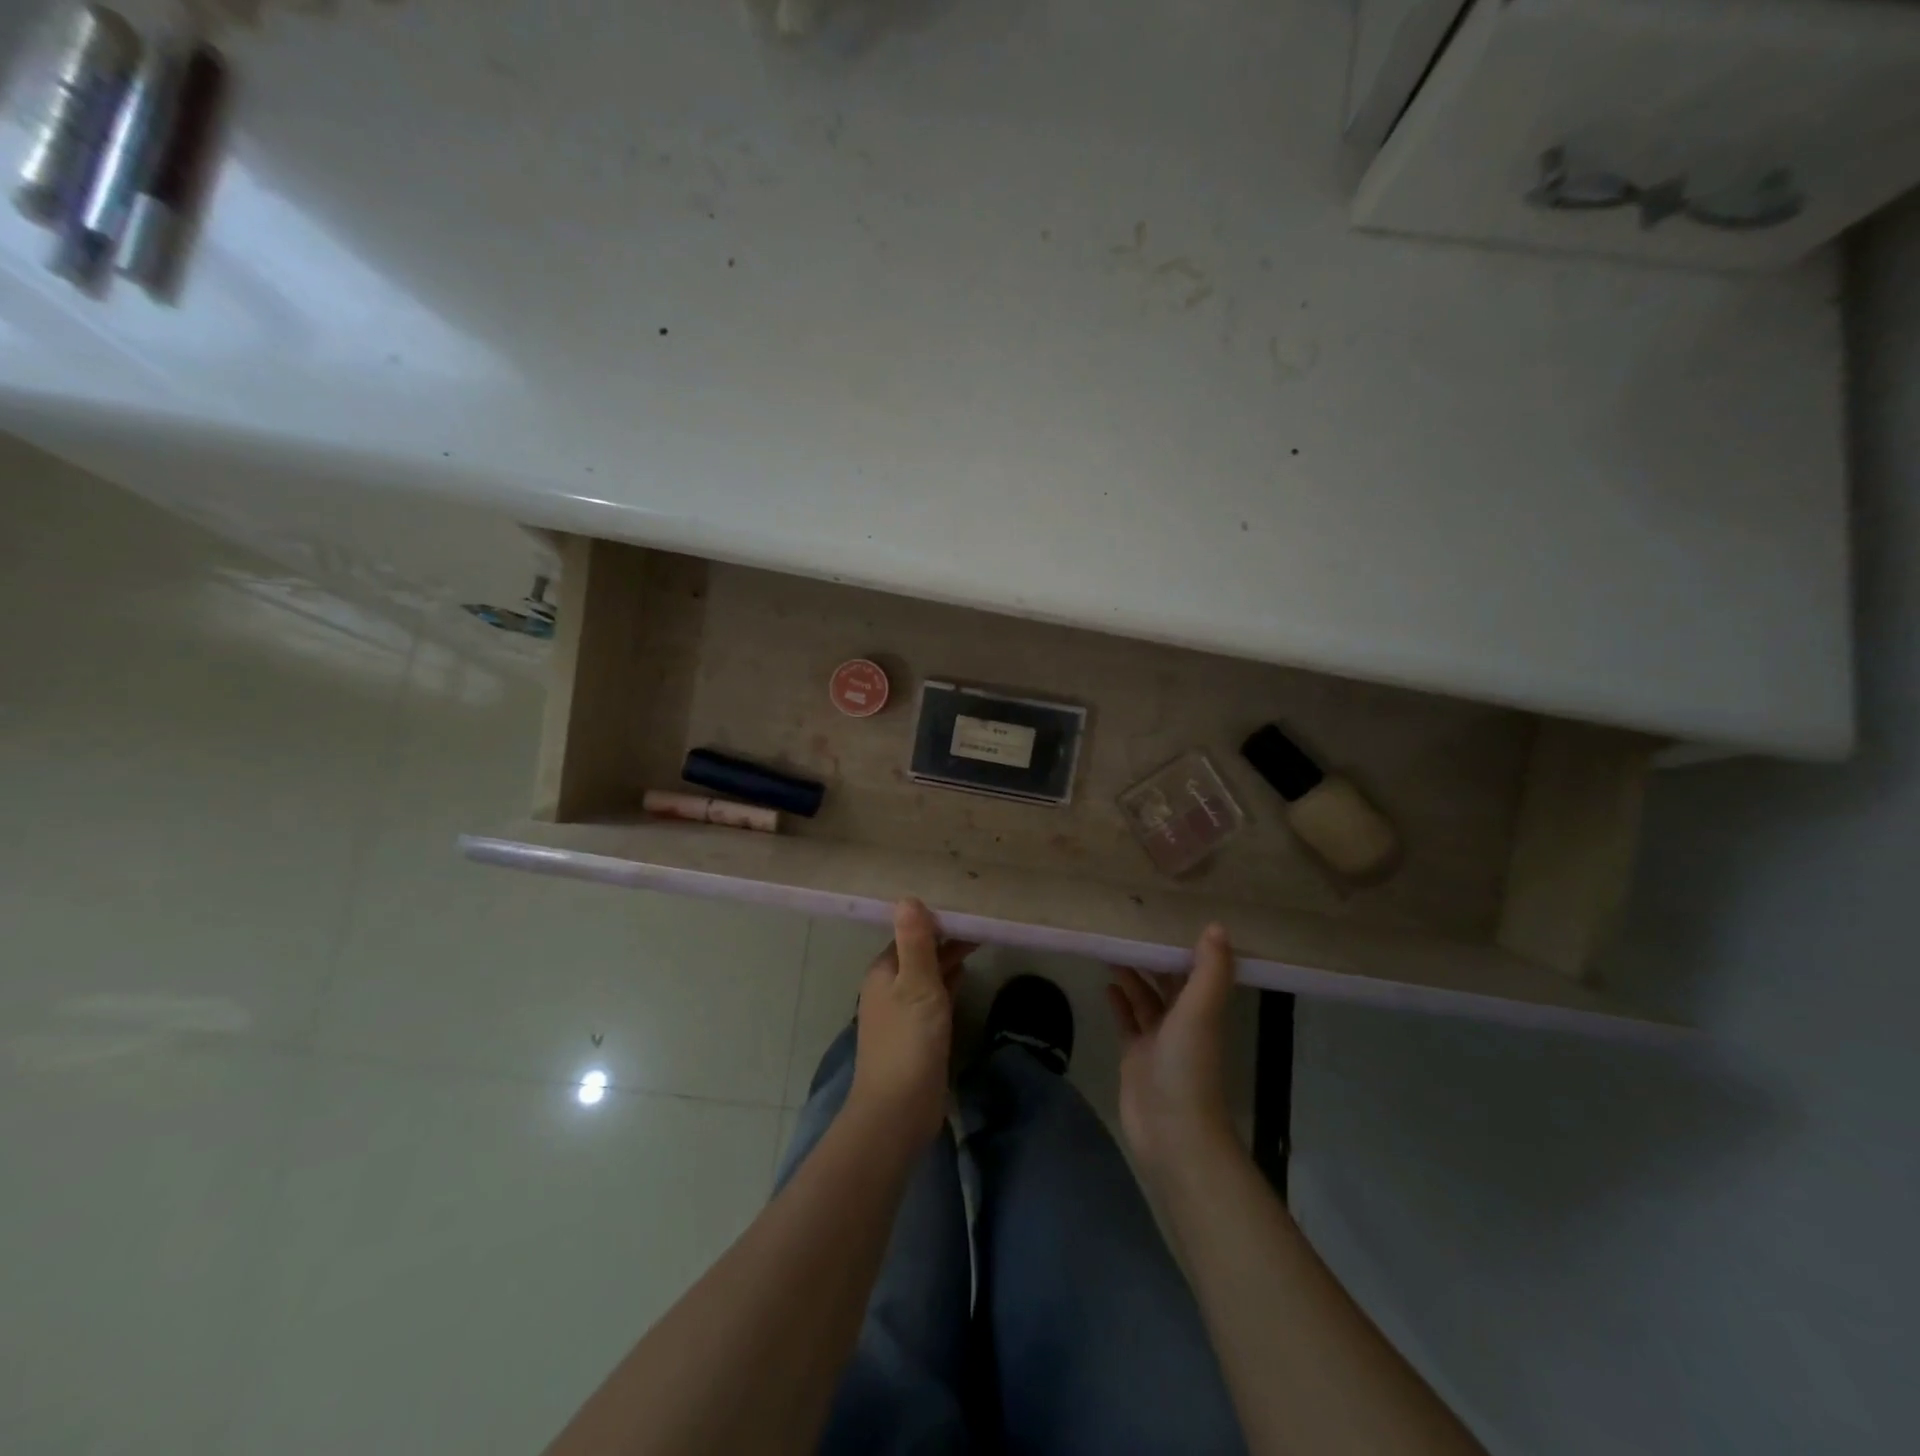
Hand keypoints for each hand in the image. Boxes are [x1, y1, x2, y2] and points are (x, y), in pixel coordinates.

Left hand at [847, 899, 976, 1149]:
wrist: (898, 1110)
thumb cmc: (908, 1041)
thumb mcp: (916, 984)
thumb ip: (915, 942)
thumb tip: (907, 897)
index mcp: (883, 970)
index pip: (909, 933)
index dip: (935, 919)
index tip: (964, 905)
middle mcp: (889, 987)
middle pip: (918, 952)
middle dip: (944, 937)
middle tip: (979, 919)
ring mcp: (902, 1012)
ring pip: (927, 974)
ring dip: (948, 958)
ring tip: (979, 938)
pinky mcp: (917, 1034)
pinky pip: (934, 997)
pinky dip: (949, 982)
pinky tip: (965, 974)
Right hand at [1107, 923, 1238, 1178]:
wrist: (1173, 1131)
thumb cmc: (1188, 1065)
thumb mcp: (1201, 1012)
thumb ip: (1210, 971)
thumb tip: (1217, 926)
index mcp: (1203, 1010)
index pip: (1195, 970)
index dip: (1183, 946)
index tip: (1165, 917)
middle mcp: (1183, 1022)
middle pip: (1168, 983)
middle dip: (1153, 959)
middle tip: (1129, 928)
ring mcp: (1158, 1041)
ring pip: (1145, 1000)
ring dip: (1133, 977)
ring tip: (1113, 951)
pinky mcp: (1136, 1057)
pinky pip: (1127, 1022)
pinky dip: (1120, 1003)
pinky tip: (1107, 985)